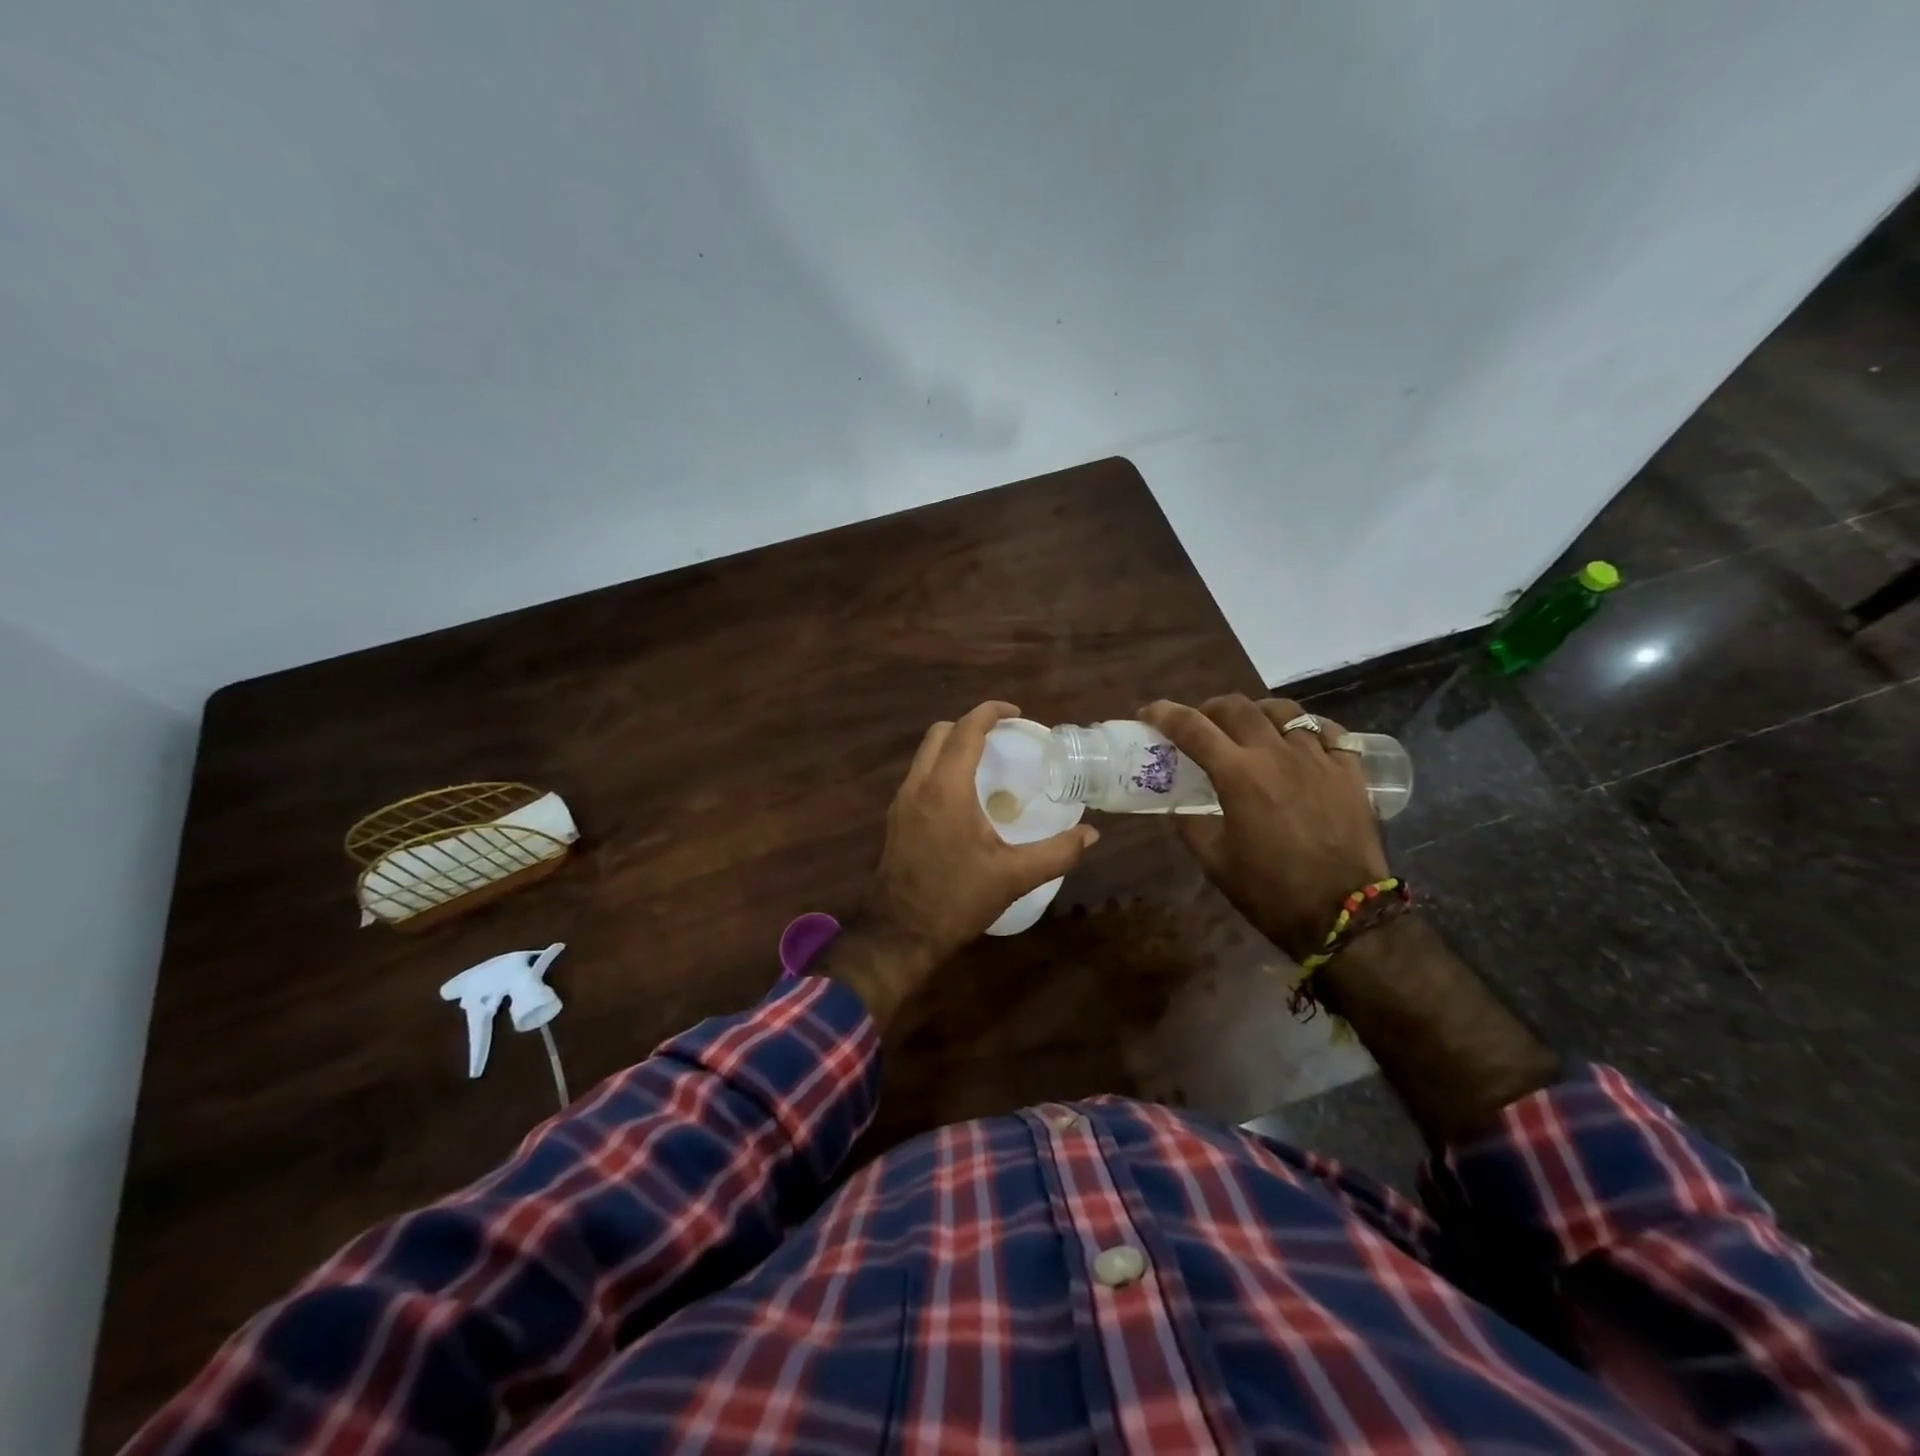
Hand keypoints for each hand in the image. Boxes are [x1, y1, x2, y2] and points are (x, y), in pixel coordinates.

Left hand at [863, 701, 1098, 964]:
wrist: (901, 933)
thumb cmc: (957, 899)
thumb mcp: (1014, 876)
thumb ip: (1057, 852)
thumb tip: (1091, 835)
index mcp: (946, 789)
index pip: (965, 730)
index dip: (990, 713)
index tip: (1015, 714)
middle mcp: (918, 786)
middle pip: (939, 733)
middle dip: (969, 725)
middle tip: (1002, 738)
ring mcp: (901, 802)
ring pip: (925, 754)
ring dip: (953, 746)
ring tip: (987, 763)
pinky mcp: (896, 819)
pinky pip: (919, 776)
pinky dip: (941, 769)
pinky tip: (965, 796)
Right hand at [1140, 695, 1387, 961]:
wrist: (1344, 915)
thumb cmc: (1270, 891)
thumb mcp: (1214, 861)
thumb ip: (1190, 825)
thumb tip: (1177, 805)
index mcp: (1238, 775)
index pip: (1192, 728)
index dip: (1164, 714)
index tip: (1149, 713)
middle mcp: (1276, 754)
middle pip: (1236, 707)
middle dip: (1209, 709)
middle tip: (1201, 725)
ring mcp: (1318, 758)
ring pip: (1283, 711)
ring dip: (1256, 713)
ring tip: (1251, 729)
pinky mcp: (1350, 770)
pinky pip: (1327, 730)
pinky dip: (1306, 729)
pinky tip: (1299, 742)